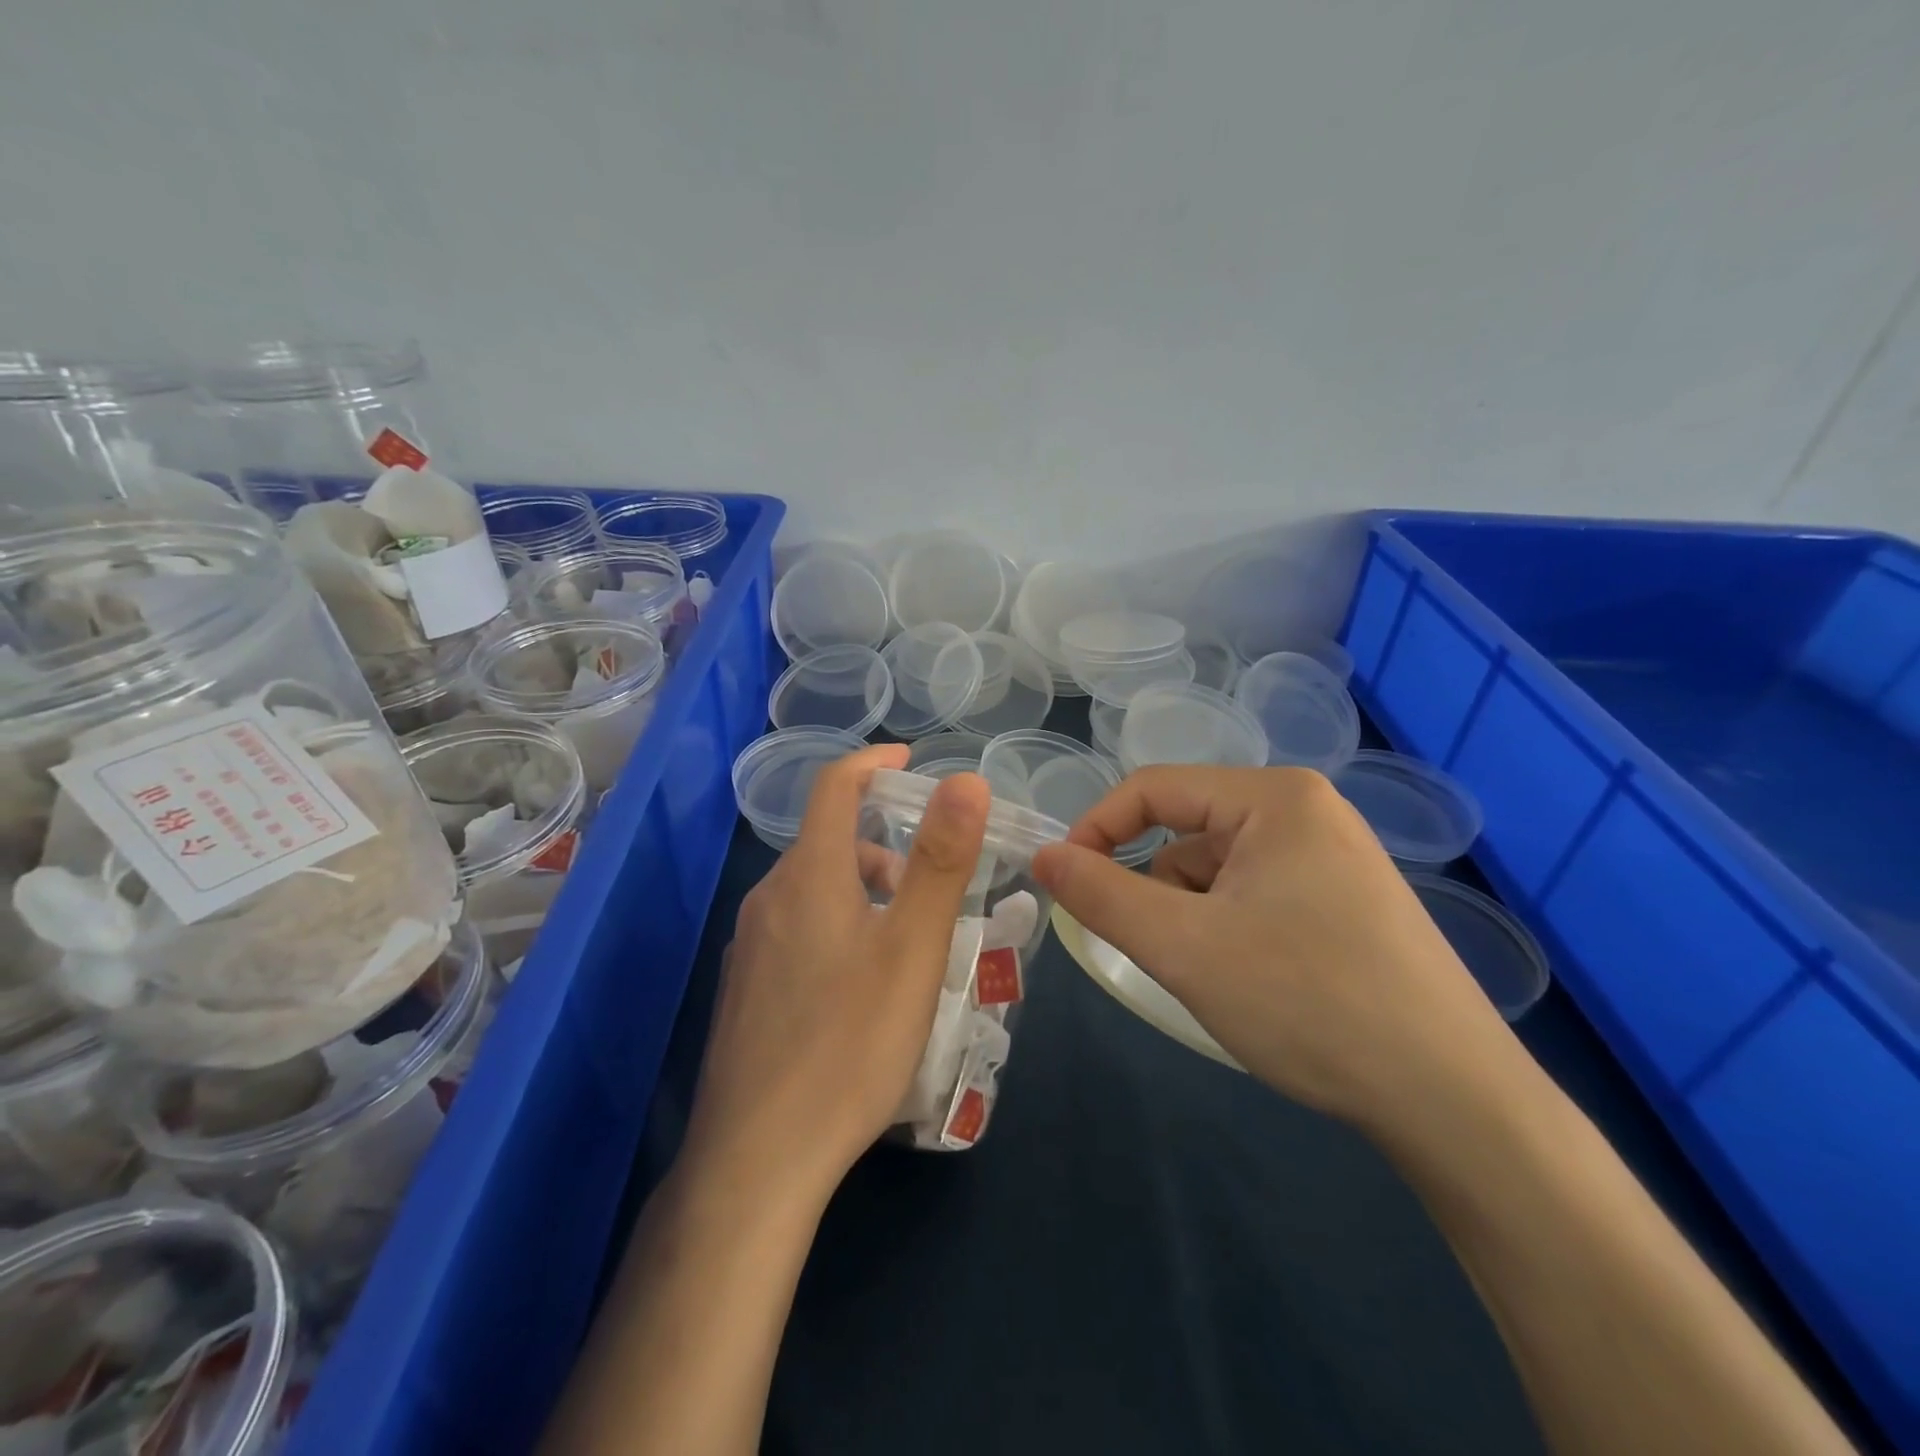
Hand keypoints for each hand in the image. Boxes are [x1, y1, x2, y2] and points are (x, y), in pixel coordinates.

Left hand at [682, 744, 989, 1209]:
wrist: (757, 1159)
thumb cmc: (849, 1042)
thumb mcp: (913, 948)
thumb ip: (940, 859)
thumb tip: (966, 780)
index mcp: (808, 876)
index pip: (835, 786)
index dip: (873, 762)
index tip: (910, 760)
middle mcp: (769, 899)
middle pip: (830, 843)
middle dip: (885, 847)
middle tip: (933, 890)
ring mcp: (749, 947)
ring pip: (815, 892)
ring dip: (864, 894)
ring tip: (908, 948)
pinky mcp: (744, 990)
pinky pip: (798, 932)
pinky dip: (839, 929)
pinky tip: (861, 990)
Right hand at [1031, 765, 1514, 1131]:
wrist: (1452, 1099)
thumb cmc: (1306, 1002)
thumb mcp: (1182, 947)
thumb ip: (1100, 894)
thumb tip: (1043, 857)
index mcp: (1274, 796)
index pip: (1152, 788)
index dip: (1096, 830)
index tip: (1064, 885)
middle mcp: (1306, 810)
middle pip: (1188, 830)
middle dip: (1156, 889)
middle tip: (1159, 952)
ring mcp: (1332, 855)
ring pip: (1218, 867)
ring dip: (1193, 913)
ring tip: (1217, 976)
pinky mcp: (1345, 899)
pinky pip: (1255, 892)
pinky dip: (1229, 927)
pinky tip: (1255, 982)